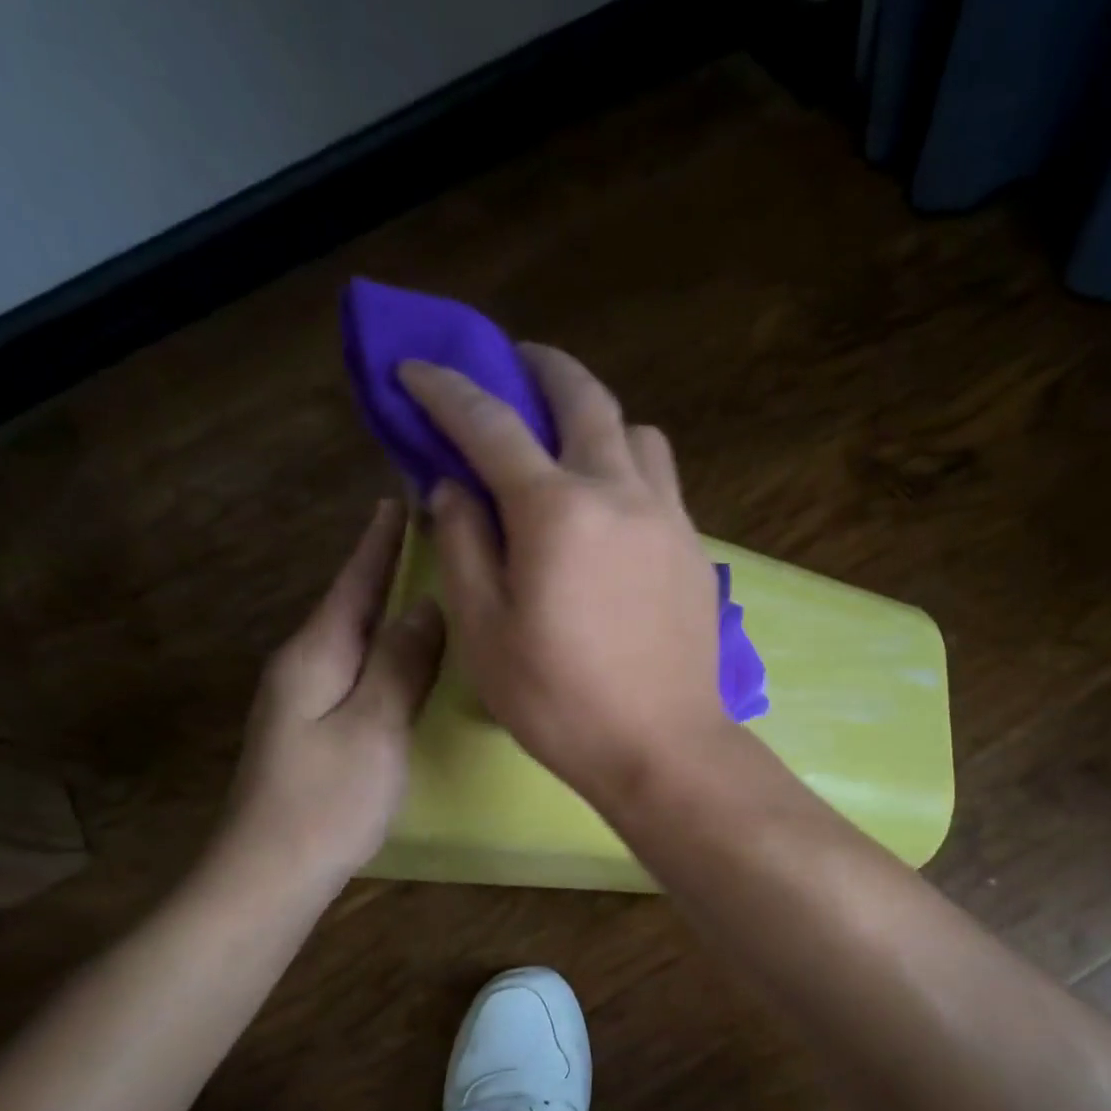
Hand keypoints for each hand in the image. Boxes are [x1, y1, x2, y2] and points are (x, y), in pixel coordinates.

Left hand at [212, 500, 444, 897]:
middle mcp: (305, 664)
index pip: (354, 583)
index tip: (402, 498)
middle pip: (350, 602)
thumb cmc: (328, 799)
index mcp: (316, 654)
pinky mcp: (315, 723)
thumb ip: (402, 663)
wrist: (270, 871)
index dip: (380, 542)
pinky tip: (405, 649)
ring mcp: (305, 696)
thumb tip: (428, 605)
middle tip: (428, 533)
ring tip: (425, 580)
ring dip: (386, 604)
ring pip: (354, 634)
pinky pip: (357, 665)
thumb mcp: (375, 726)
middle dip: (384, 565)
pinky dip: (384, 644)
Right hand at [398, 346, 730, 804]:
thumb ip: (463, 546)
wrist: (662, 745)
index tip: (416, 370)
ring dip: (597, 419)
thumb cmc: (560, 702)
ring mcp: (668, 517)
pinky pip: (661, 480)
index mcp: (557, 511)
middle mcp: (619, 493)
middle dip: (541, 368)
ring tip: (570, 445)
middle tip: (514, 365)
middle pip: (583, 398)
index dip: (446, 390)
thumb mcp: (485, 632)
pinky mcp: (694, 548)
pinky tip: (611, 505)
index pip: (491, 425)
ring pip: (636, 433)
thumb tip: (454, 488)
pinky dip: (629, 466)